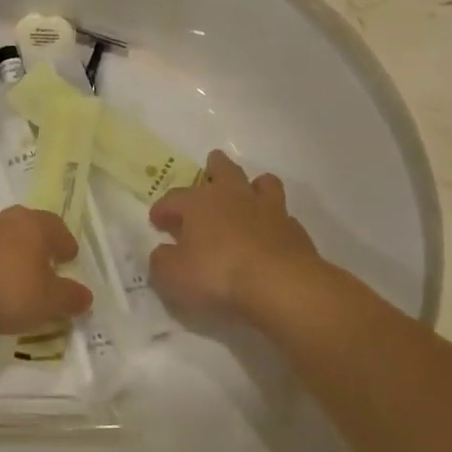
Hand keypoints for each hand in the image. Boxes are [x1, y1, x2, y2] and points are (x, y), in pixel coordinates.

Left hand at [0, 202, 89, 336]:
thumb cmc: (10, 291)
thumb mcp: (50, 302)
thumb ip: (71, 297)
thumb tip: (85, 296)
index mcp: (35, 225)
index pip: (57, 227)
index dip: (65, 243)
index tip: (68, 259)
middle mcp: (7, 218)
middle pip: (25, 219)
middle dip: (34, 236)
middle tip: (39, 259)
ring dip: (2, 237)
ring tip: (6, 260)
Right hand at [148, 151, 321, 318]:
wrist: (281, 285)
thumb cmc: (218, 274)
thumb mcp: (174, 275)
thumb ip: (162, 261)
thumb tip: (162, 252)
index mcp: (199, 203)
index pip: (174, 198)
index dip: (163, 208)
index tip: (157, 220)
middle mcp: (233, 196)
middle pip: (223, 169)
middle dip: (214, 167)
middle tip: (210, 169)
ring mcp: (268, 209)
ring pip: (262, 183)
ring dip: (253, 186)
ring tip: (248, 196)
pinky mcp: (294, 229)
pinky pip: (283, 216)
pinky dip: (275, 221)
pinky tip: (270, 235)